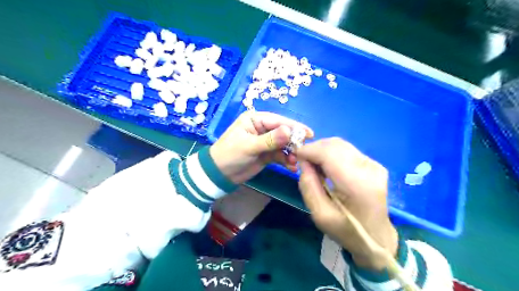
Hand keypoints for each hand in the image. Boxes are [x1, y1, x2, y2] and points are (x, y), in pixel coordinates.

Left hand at [210, 110, 313, 183]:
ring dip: (291, 153)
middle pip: (283, 132)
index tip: (309, 134)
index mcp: (255, 120)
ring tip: (295, 163)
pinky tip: (291, 167)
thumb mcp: (249, 146)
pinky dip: (286, 160)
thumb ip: (270, 139)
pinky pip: (280, 155)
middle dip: (294, 142)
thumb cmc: (230, 155)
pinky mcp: (267, 154)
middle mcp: (262, 128)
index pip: (278, 121)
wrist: (219, 175)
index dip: (294, 127)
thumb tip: (289, 131)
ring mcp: (265, 142)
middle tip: (304, 151)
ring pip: (283, 145)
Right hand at [296, 137, 397, 269]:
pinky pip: (346, 150)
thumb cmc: (346, 230)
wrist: (376, 237)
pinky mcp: (374, 164)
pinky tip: (328, 167)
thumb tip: (303, 162)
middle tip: (304, 163)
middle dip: (314, 149)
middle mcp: (369, 168)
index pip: (329, 153)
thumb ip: (308, 186)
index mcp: (357, 184)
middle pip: (334, 145)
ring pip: (340, 145)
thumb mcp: (320, 215)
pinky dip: (332, 154)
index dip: (309, 150)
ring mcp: (374, 164)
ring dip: (322, 151)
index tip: (295, 157)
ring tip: (315, 166)